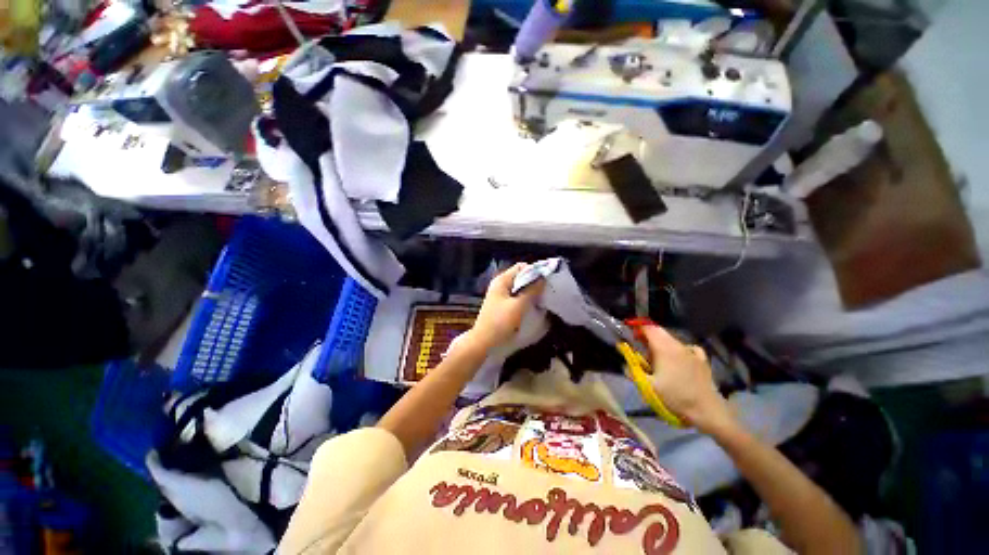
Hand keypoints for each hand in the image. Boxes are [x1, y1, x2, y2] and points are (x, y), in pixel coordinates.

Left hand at [468, 263, 544, 351]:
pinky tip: (532, 307)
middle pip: (521, 277)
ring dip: (530, 292)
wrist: (483, 342)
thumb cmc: (500, 322)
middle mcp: (500, 284)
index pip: (521, 267)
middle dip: (534, 282)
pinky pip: (517, 297)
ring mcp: (500, 295)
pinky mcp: (502, 305)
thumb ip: (531, 291)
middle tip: (546, 291)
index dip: (535, 271)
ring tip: (541, 299)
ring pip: (520, 288)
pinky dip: (525, 299)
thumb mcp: (518, 306)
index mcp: (502, 280)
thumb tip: (543, 278)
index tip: (546, 281)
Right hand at [641, 325, 734, 434]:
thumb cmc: (675, 397)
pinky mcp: (702, 360)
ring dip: (661, 343)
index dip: (637, 328)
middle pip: (659, 331)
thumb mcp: (647, 386)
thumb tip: (625, 363)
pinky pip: (687, 348)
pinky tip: (678, 359)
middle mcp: (678, 345)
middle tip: (640, 348)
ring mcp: (691, 352)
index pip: (648, 328)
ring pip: (672, 340)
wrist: (707, 410)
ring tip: (657, 359)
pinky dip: (678, 349)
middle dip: (648, 336)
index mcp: (663, 348)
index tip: (630, 336)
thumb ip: (632, 371)